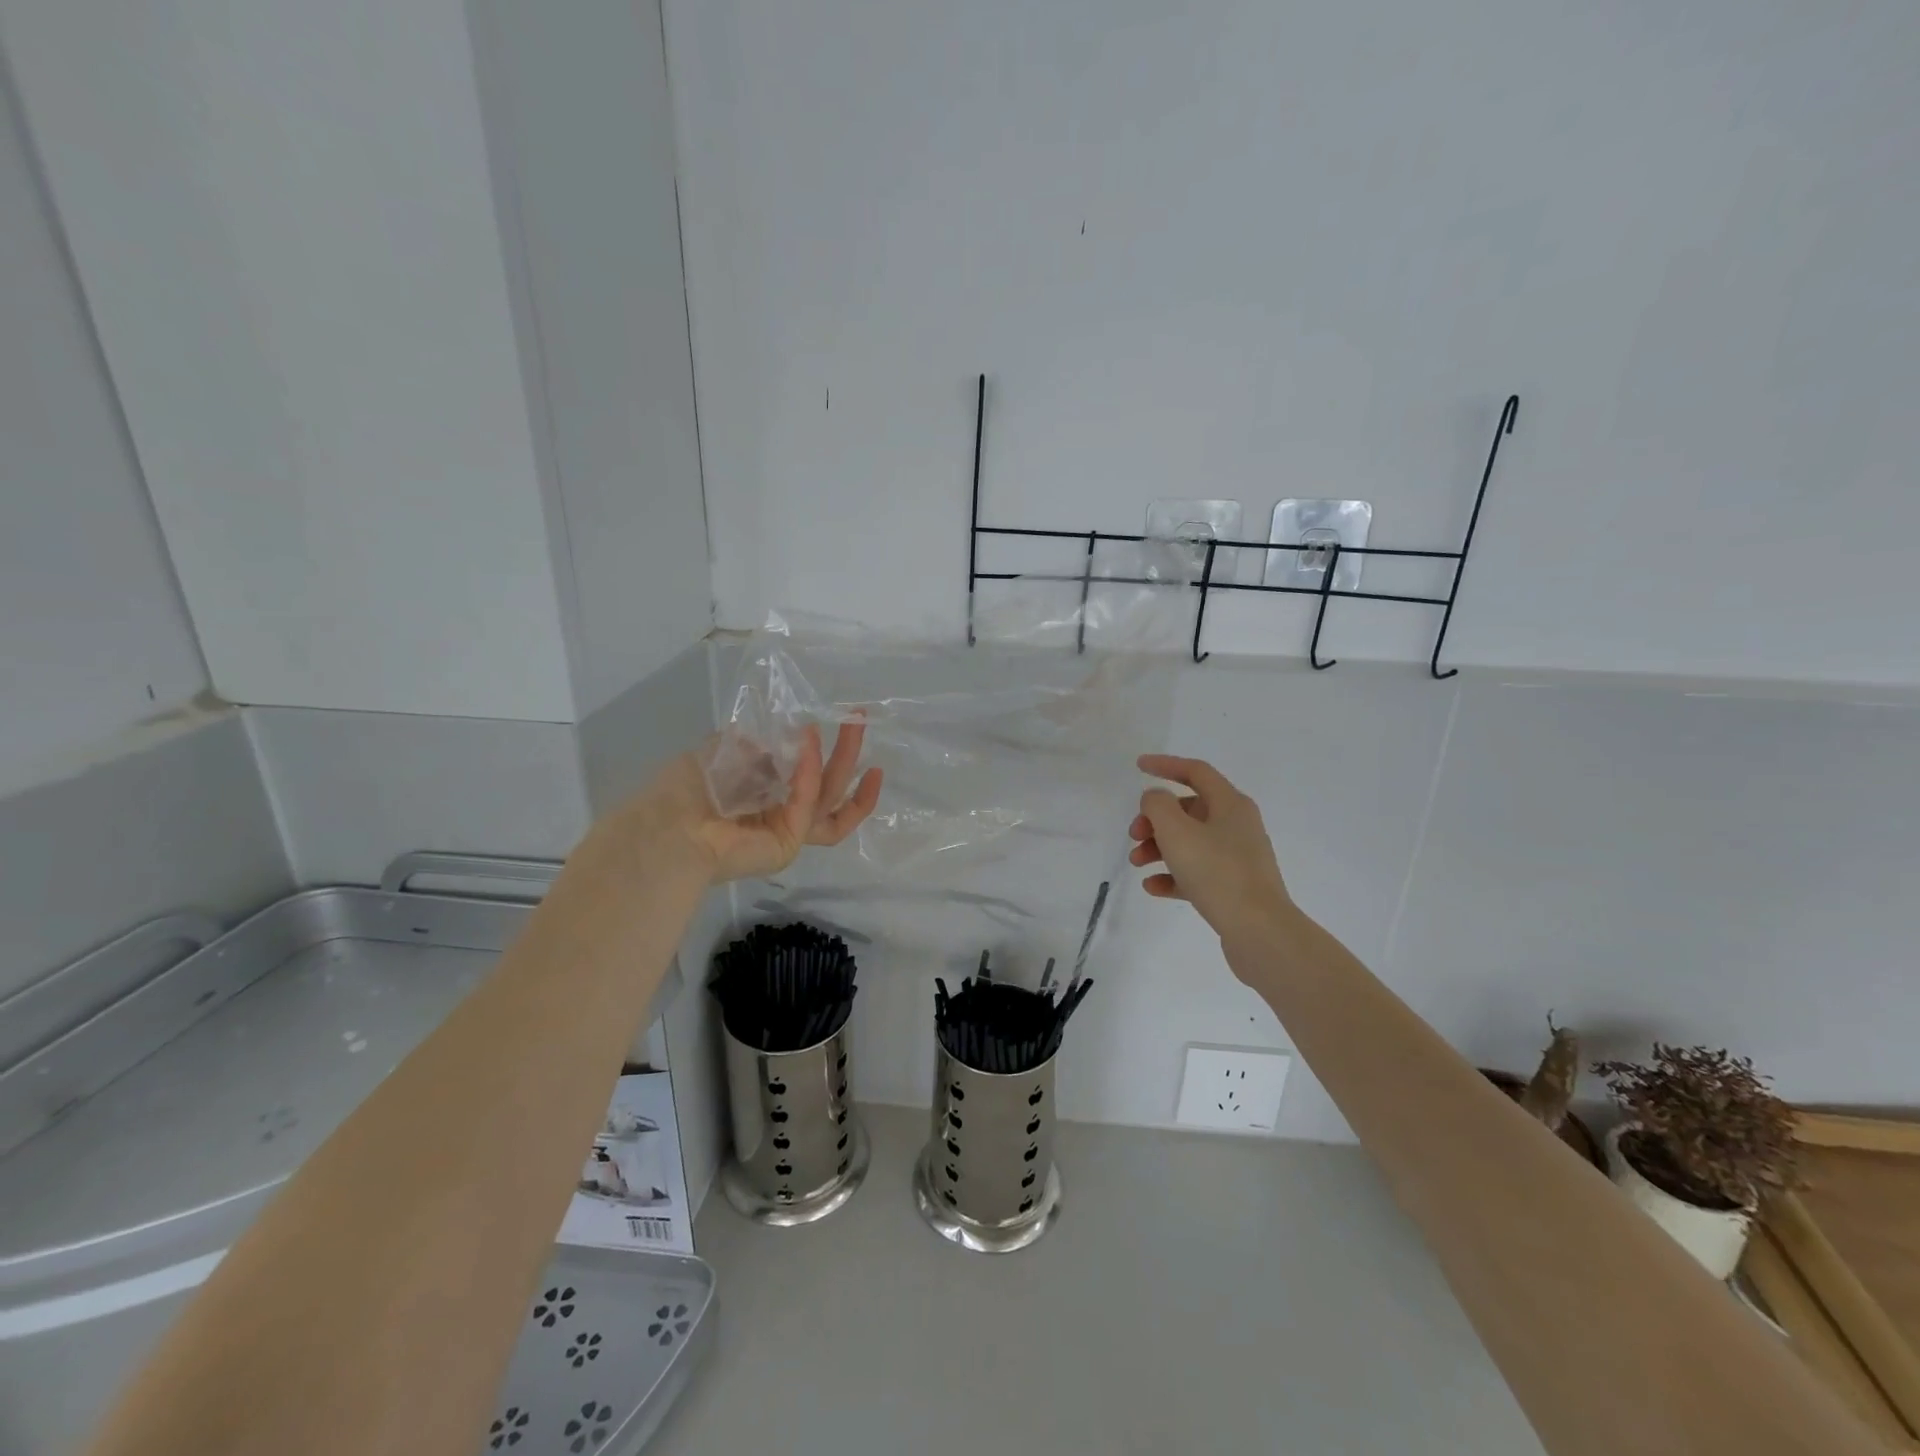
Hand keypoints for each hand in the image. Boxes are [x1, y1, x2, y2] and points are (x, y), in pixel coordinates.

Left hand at [614, 722, 882, 885]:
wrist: (665, 827)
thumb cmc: (685, 789)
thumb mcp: (724, 750)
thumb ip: (757, 744)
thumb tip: (786, 736)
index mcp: (764, 795)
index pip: (806, 778)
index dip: (823, 754)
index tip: (835, 726)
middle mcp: (779, 815)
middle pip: (830, 788)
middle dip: (847, 753)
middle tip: (860, 720)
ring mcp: (787, 832)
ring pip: (833, 801)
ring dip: (847, 762)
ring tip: (856, 727)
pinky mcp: (788, 844)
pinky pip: (809, 805)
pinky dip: (811, 773)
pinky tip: (811, 742)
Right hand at [1128, 754, 1291, 951]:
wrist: (1259, 930)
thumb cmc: (1216, 872)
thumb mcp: (1177, 831)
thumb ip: (1158, 806)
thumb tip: (1156, 798)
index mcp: (1230, 804)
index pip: (1195, 772)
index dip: (1166, 765)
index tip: (1138, 766)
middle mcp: (1237, 825)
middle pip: (1188, 809)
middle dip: (1155, 819)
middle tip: (1134, 834)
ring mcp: (1237, 857)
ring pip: (1190, 842)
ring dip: (1159, 847)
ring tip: (1137, 863)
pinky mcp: (1233, 886)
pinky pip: (1196, 872)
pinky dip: (1172, 875)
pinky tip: (1152, 887)